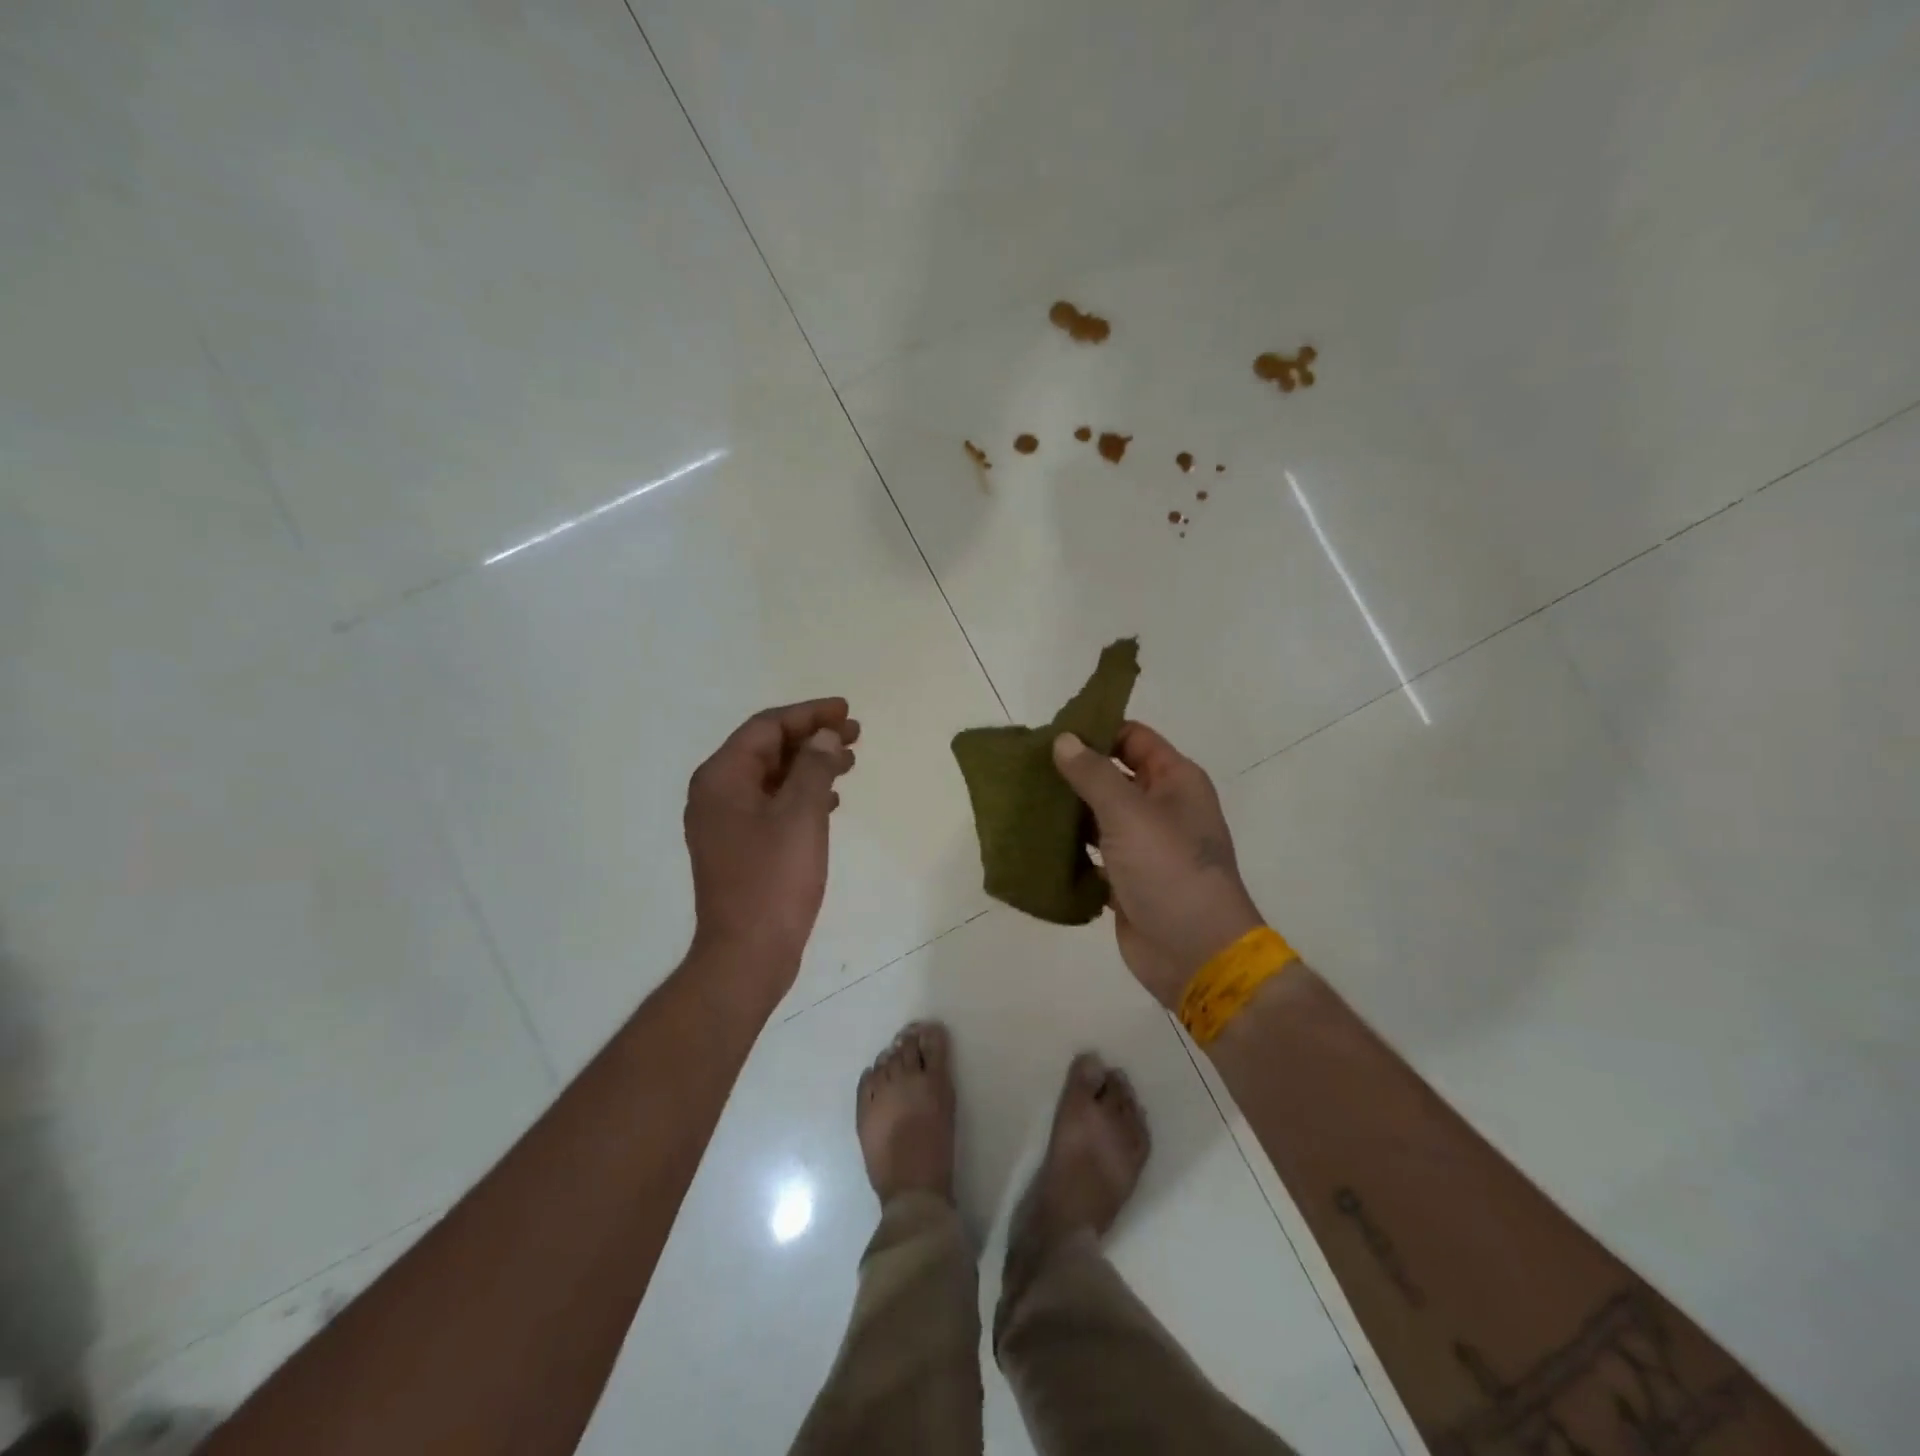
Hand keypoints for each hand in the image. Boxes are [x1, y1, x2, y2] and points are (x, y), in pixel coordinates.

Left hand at [685, 698, 857, 998]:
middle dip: (812, 737)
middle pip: (768, 749)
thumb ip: (814, 767)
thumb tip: (825, 737)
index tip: (846, 711)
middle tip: (856, 733)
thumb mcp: (801, 815)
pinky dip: (802, 794)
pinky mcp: (741, 847)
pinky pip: (773, 804)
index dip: (809, 714)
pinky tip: (832, 800)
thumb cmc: (773, 880)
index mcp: (722, 779)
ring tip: (851, 761)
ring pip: (773, 777)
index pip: (766, 727)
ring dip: (811, 765)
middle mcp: (717, 794)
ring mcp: (726, 823)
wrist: (747, 954)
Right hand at [1053, 723, 1263, 1007]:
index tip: (1051, 732)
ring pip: (1100, 816)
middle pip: (1113, 776)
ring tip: (1023, 800)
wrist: (1195, 953)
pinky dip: (1071, 848)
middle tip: (1027, 766)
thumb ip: (1093, 774)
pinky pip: (1094, 853)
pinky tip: (1036, 841)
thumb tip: (1063, 739)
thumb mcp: (1129, 813)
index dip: (1097, 731)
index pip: (1133, 738)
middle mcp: (1161, 807)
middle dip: (1074, 771)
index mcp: (1175, 781)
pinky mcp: (1126, 879)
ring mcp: (1144, 846)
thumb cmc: (1169, 870)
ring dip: (1068, 810)